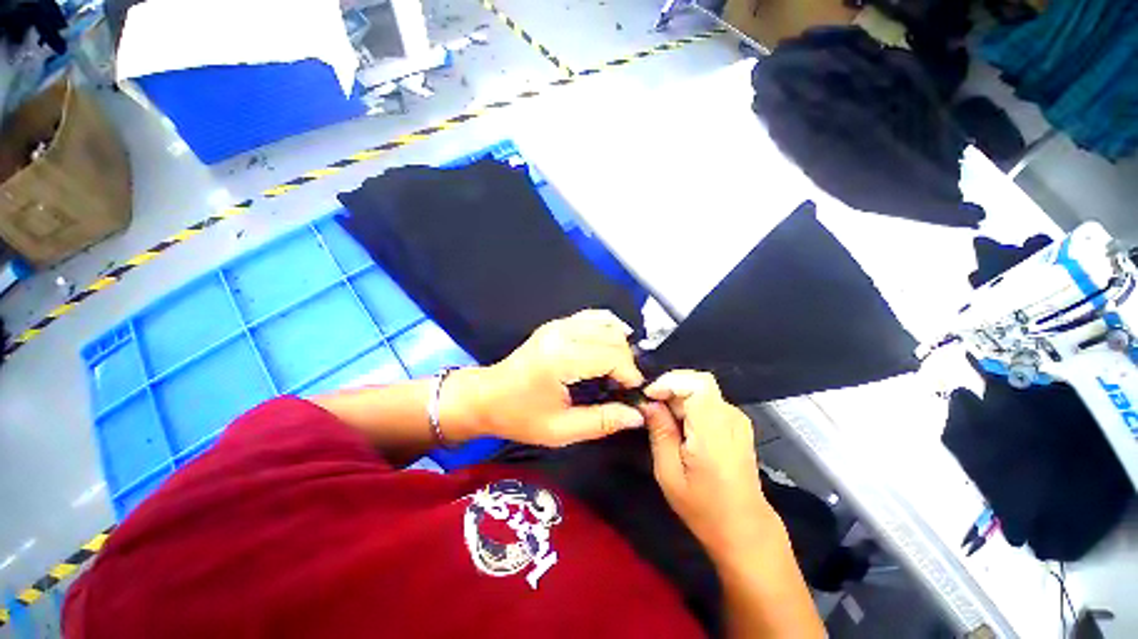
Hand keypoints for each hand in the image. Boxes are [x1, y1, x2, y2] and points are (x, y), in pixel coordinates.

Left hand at [455, 309, 645, 446]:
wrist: (487, 396)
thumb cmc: (520, 416)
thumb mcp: (561, 430)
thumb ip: (602, 421)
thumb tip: (637, 415)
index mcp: (561, 359)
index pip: (611, 355)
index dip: (630, 373)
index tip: (634, 392)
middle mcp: (561, 334)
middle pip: (612, 337)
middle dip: (627, 360)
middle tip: (626, 384)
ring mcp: (558, 325)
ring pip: (605, 322)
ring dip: (619, 343)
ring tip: (619, 367)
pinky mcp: (556, 324)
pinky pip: (592, 316)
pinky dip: (608, 327)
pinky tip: (611, 344)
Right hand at [642, 371, 781, 560]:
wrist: (744, 528)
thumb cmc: (703, 507)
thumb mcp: (669, 473)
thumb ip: (659, 432)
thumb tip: (648, 402)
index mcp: (714, 431)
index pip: (697, 383)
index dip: (670, 381)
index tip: (649, 396)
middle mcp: (730, 418)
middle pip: (697, 383)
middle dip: (669, 390)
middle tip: (651, 411)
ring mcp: (737, 419)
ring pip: (701, 389)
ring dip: (678, 398)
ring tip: (664, 421)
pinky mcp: (737, 423)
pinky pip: (708, 401)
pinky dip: (689, 405)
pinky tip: (681, 427)